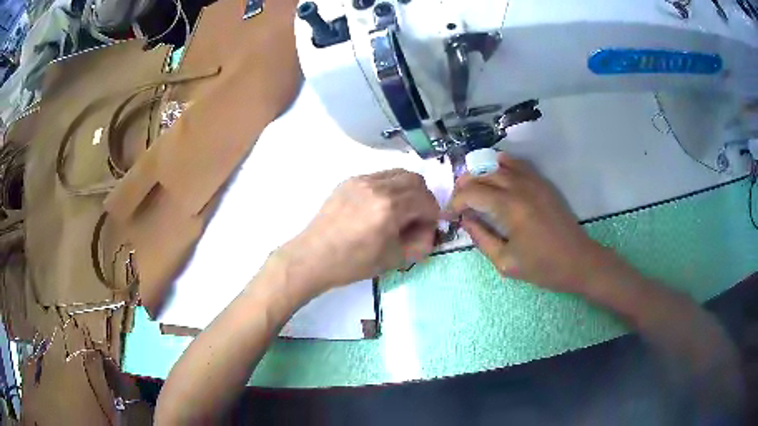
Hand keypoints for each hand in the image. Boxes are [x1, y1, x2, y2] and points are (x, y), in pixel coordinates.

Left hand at [278, 169, 439, 295]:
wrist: (313, 257)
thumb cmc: (353, 263)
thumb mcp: (394, 259)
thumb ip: (421, 242)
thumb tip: (430, 229)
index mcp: (390, 207)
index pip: (426, 200)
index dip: (434, 214)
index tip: (428, 227)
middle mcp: (377, 186)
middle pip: (415, 179)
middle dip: (423, 197)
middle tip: (417, 217)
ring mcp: (361, 180)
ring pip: (397, 173)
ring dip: (407, 189)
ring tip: (399, 211)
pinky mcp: (349, 181)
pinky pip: (379, 176)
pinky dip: (389, 187)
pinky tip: (379, 207)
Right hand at [448, 154, 605, 293]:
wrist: (578, 261)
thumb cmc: (543, 267)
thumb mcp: (506, 262)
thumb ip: (481, 238)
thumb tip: (466, 220)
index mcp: (510, 207)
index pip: (471, 193)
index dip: (454, 203)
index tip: (448, 217)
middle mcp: (520, 186)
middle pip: (482, 174)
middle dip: (463, 186)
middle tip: (456, 204)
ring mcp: (533, 181)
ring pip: (497, 164)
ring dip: (480, 174)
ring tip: (472, 190)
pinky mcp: (542, 182)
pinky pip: (516, 164)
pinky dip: (500, 165)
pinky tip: (495, 177)